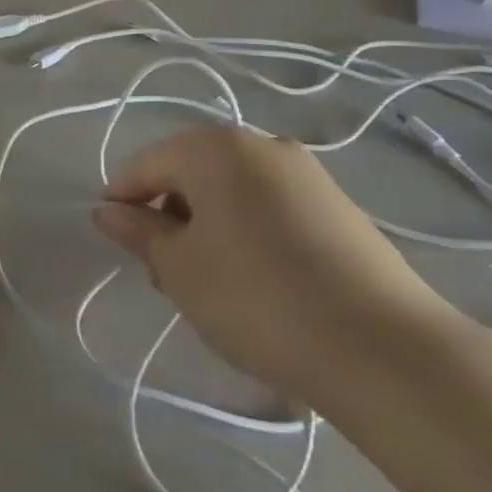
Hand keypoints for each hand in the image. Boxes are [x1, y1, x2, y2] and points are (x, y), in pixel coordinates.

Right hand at [94, 127, 454, 404]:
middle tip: (163, 272)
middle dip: (168, 214)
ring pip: (232, 190)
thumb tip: (108, 211)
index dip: (123, 200)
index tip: (117, 242)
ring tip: (208, 282)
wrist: (384, 348)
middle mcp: (260, 144)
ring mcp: (305, 173)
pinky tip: (255, 280)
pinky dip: (247, 231)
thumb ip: (138, 232)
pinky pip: (270, 206)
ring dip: (207, 225)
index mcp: (214, 147)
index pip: (147, 164)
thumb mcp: (180, 269)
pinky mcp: (338, 206)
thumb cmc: (257, 297)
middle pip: (191, 171)